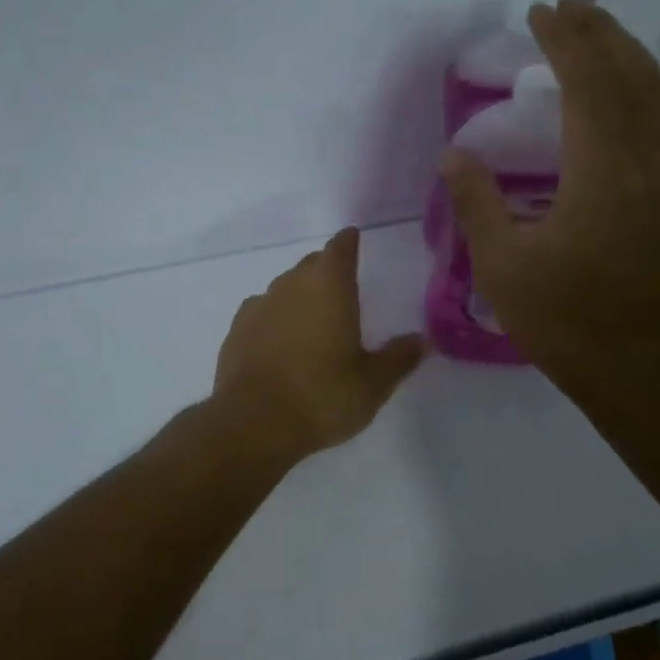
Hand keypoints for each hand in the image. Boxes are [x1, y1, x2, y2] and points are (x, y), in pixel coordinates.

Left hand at [214, 227, 427, 460]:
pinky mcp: (236, 329)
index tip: (353, 238)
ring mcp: (259, 305)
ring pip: (284, 287)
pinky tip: (279, 339)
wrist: (253, 422)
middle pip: (311, 265)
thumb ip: (399, 358)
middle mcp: (291, 285)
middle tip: (342, 288)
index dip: (348, 242)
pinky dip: (274, 317)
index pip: (339, 249)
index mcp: (328, 286)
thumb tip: (422, 340)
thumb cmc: (321, 396)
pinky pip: (262, 311)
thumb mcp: (373, 383)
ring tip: (313, 318)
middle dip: (326, 270)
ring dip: (300, 295)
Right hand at [441, 0, 659, 405]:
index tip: (542, 12)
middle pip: (632, 82)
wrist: (638, 371)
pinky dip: (643, 89)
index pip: (589, 90)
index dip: (567, 44)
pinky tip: (623, 92)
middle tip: (571, 2)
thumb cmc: (564, 321)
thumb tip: (454, 155)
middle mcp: (643, 168)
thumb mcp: (502, 266)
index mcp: (601, 178)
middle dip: (601, 35)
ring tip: (599, 31)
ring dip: (629, 56)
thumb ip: (477, 204)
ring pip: (658, 100)